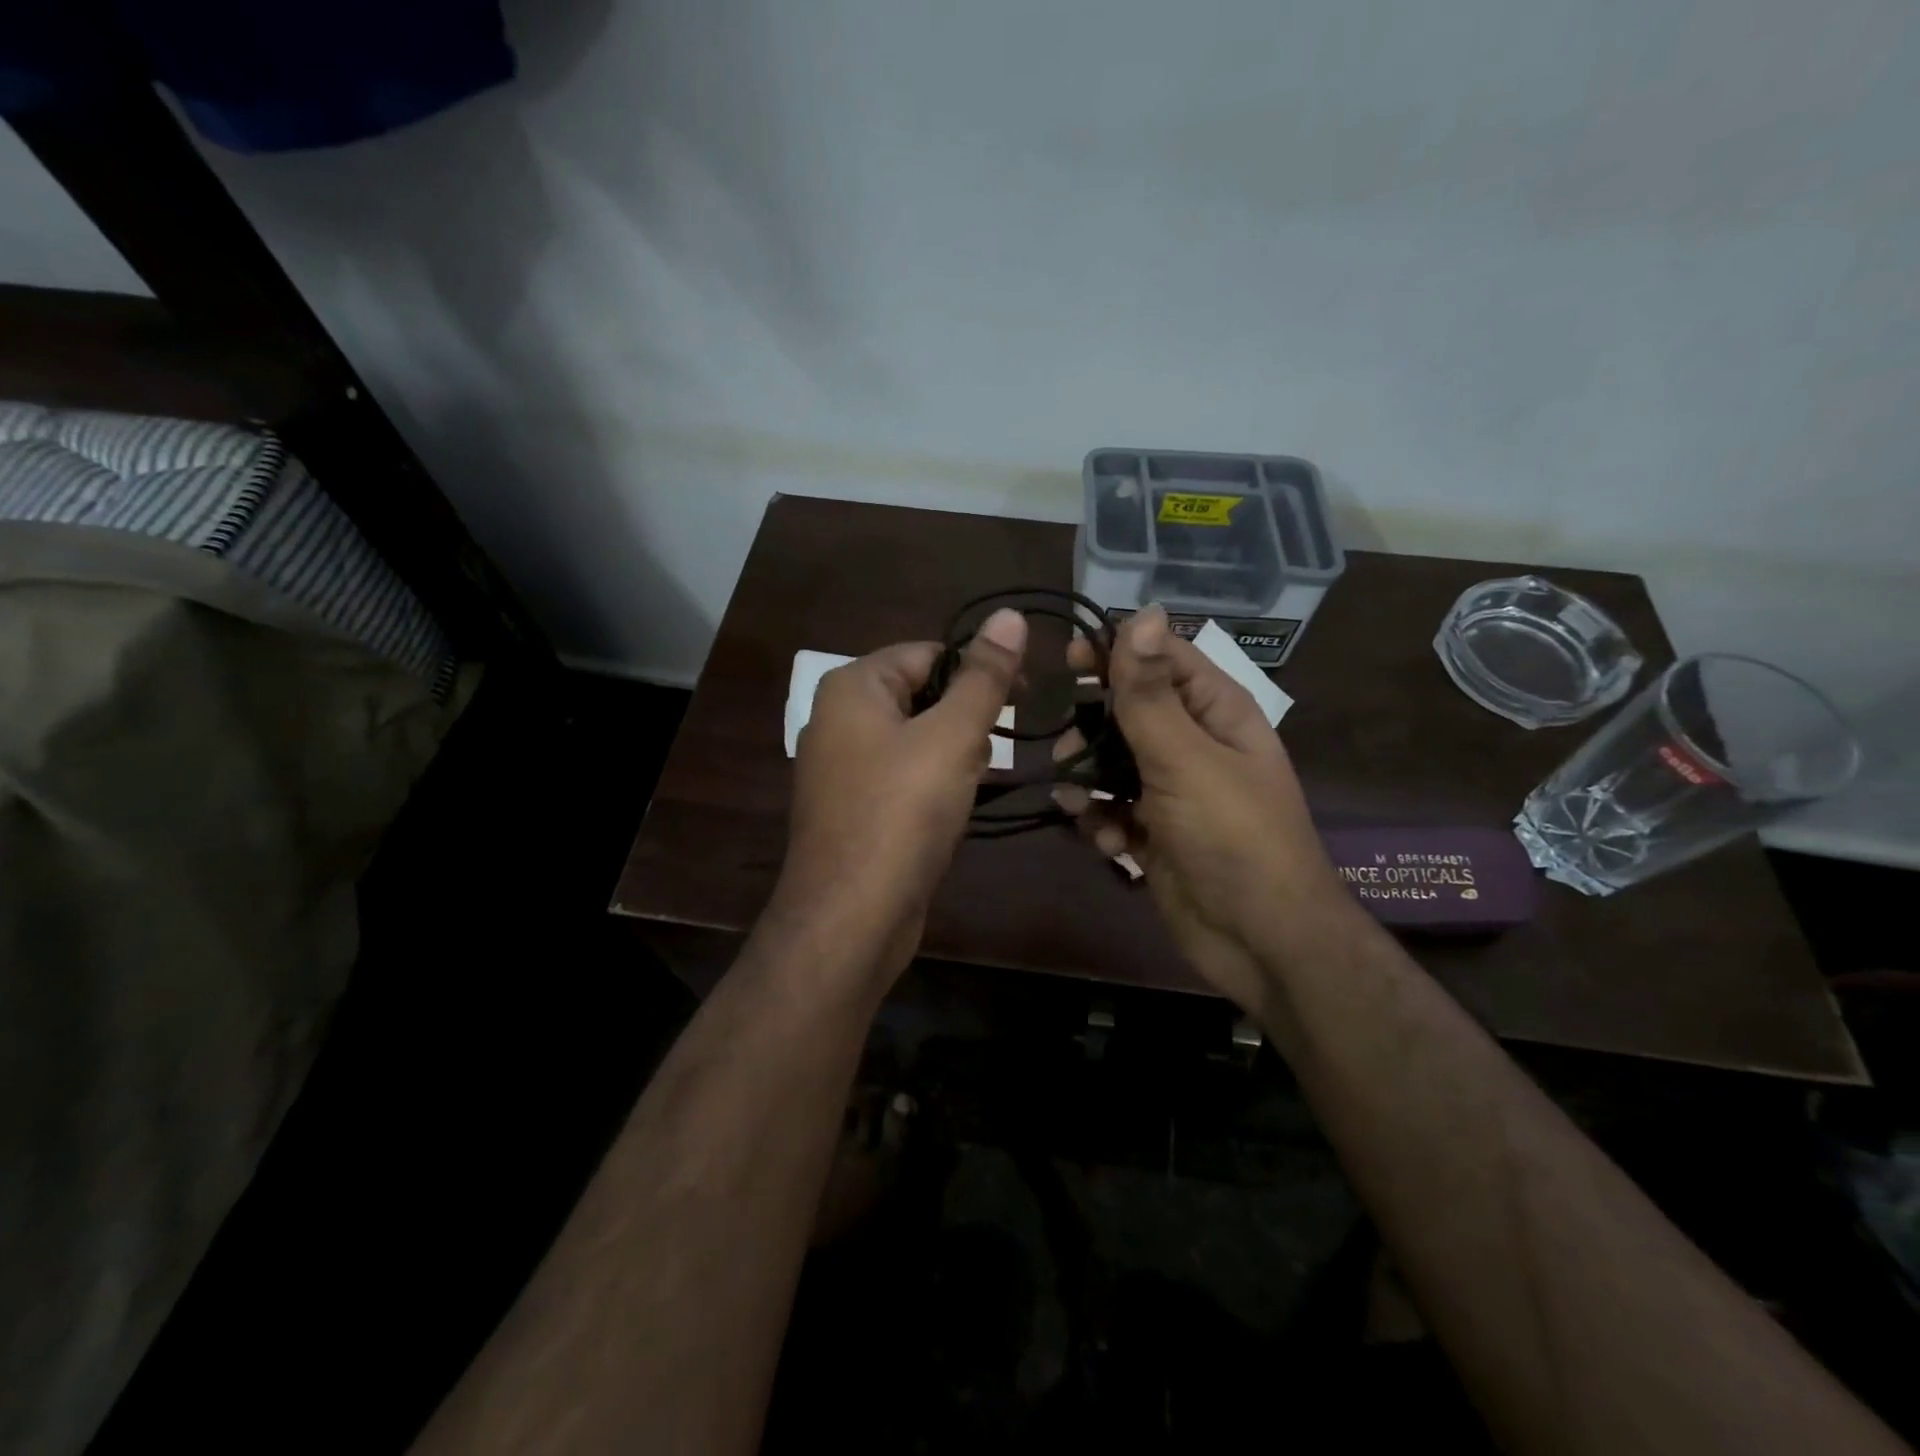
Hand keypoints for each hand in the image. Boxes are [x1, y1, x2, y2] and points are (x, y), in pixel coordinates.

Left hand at [777, 609, 1027, 966]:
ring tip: (974, 783)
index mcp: (853, 687)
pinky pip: (904, 778)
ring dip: (954, 756)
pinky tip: (956, 809)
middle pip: (922, 695)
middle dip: (965, 720)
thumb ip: (984, 677)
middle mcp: (839, 719)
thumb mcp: (951, 736)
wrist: (852, 917)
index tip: (1025, 695)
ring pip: (916, 740)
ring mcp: (842, 768)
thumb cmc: (902, 812)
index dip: (978, 669)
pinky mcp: (854, 809)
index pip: (928, 653)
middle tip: (993, 751)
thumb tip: (1010, 615)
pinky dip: (933, 786)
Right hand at [1053, 605, 1343, 1012]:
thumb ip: (1151, 693)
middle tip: (1064, 741)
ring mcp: (1173, 791)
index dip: (1115, 650)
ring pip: (1112, 762)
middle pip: (1129, 710)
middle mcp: (1194, 743)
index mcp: (1216, 710)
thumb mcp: (1186, 758)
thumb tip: (1141, 612)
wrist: (1260, 940)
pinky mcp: (1154, 832)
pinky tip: (1104, 838)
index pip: (1161, 656)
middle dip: (1093, 725)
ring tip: (1077, 794)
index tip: (1066, 659)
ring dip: (1089, 776)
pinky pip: (1113, 809)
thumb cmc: (1231, 837)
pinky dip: (1101, 819)